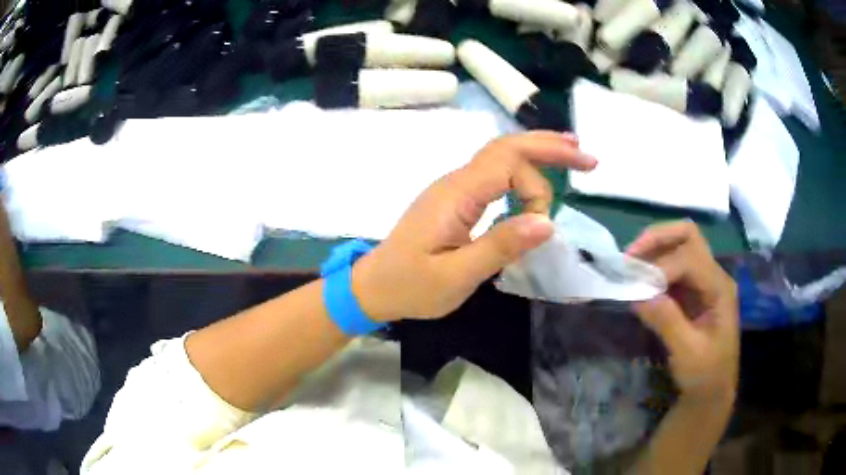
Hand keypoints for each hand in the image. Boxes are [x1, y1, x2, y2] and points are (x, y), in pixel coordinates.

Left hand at [352, 131, 595, 321]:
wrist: (374, 286)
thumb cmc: (410, 286)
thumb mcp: (456, 277)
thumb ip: (500, 246)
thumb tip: (547, 222)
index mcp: (456, 195)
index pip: (508, 165)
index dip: (536, 189)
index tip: (542, 226)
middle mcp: (456, 181)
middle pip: (506, 147)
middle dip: (549, 148)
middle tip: (587, 157)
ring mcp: (455, 188)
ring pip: (501, 155)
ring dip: (538, 151)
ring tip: (572, 152)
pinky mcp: (456, 199)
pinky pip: (494, 173)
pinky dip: (522, 168)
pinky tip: (537, 174)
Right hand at [627, 221, 738, 402]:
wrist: (712, 390)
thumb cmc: (705, 374)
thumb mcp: (687, 353)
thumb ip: (667, 322)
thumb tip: (639, 295)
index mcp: (719, 288)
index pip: (690, 259)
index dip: (662, 267)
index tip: (637, 288)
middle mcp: (713, 276)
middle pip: (688, 236)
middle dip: (657, 239)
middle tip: (630, 256)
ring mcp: (702, 282)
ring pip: (678, 247)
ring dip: (653, 251)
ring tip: (629, 267)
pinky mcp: (691, 293)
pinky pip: (672, 268)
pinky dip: (653, 268)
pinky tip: (639, 282)